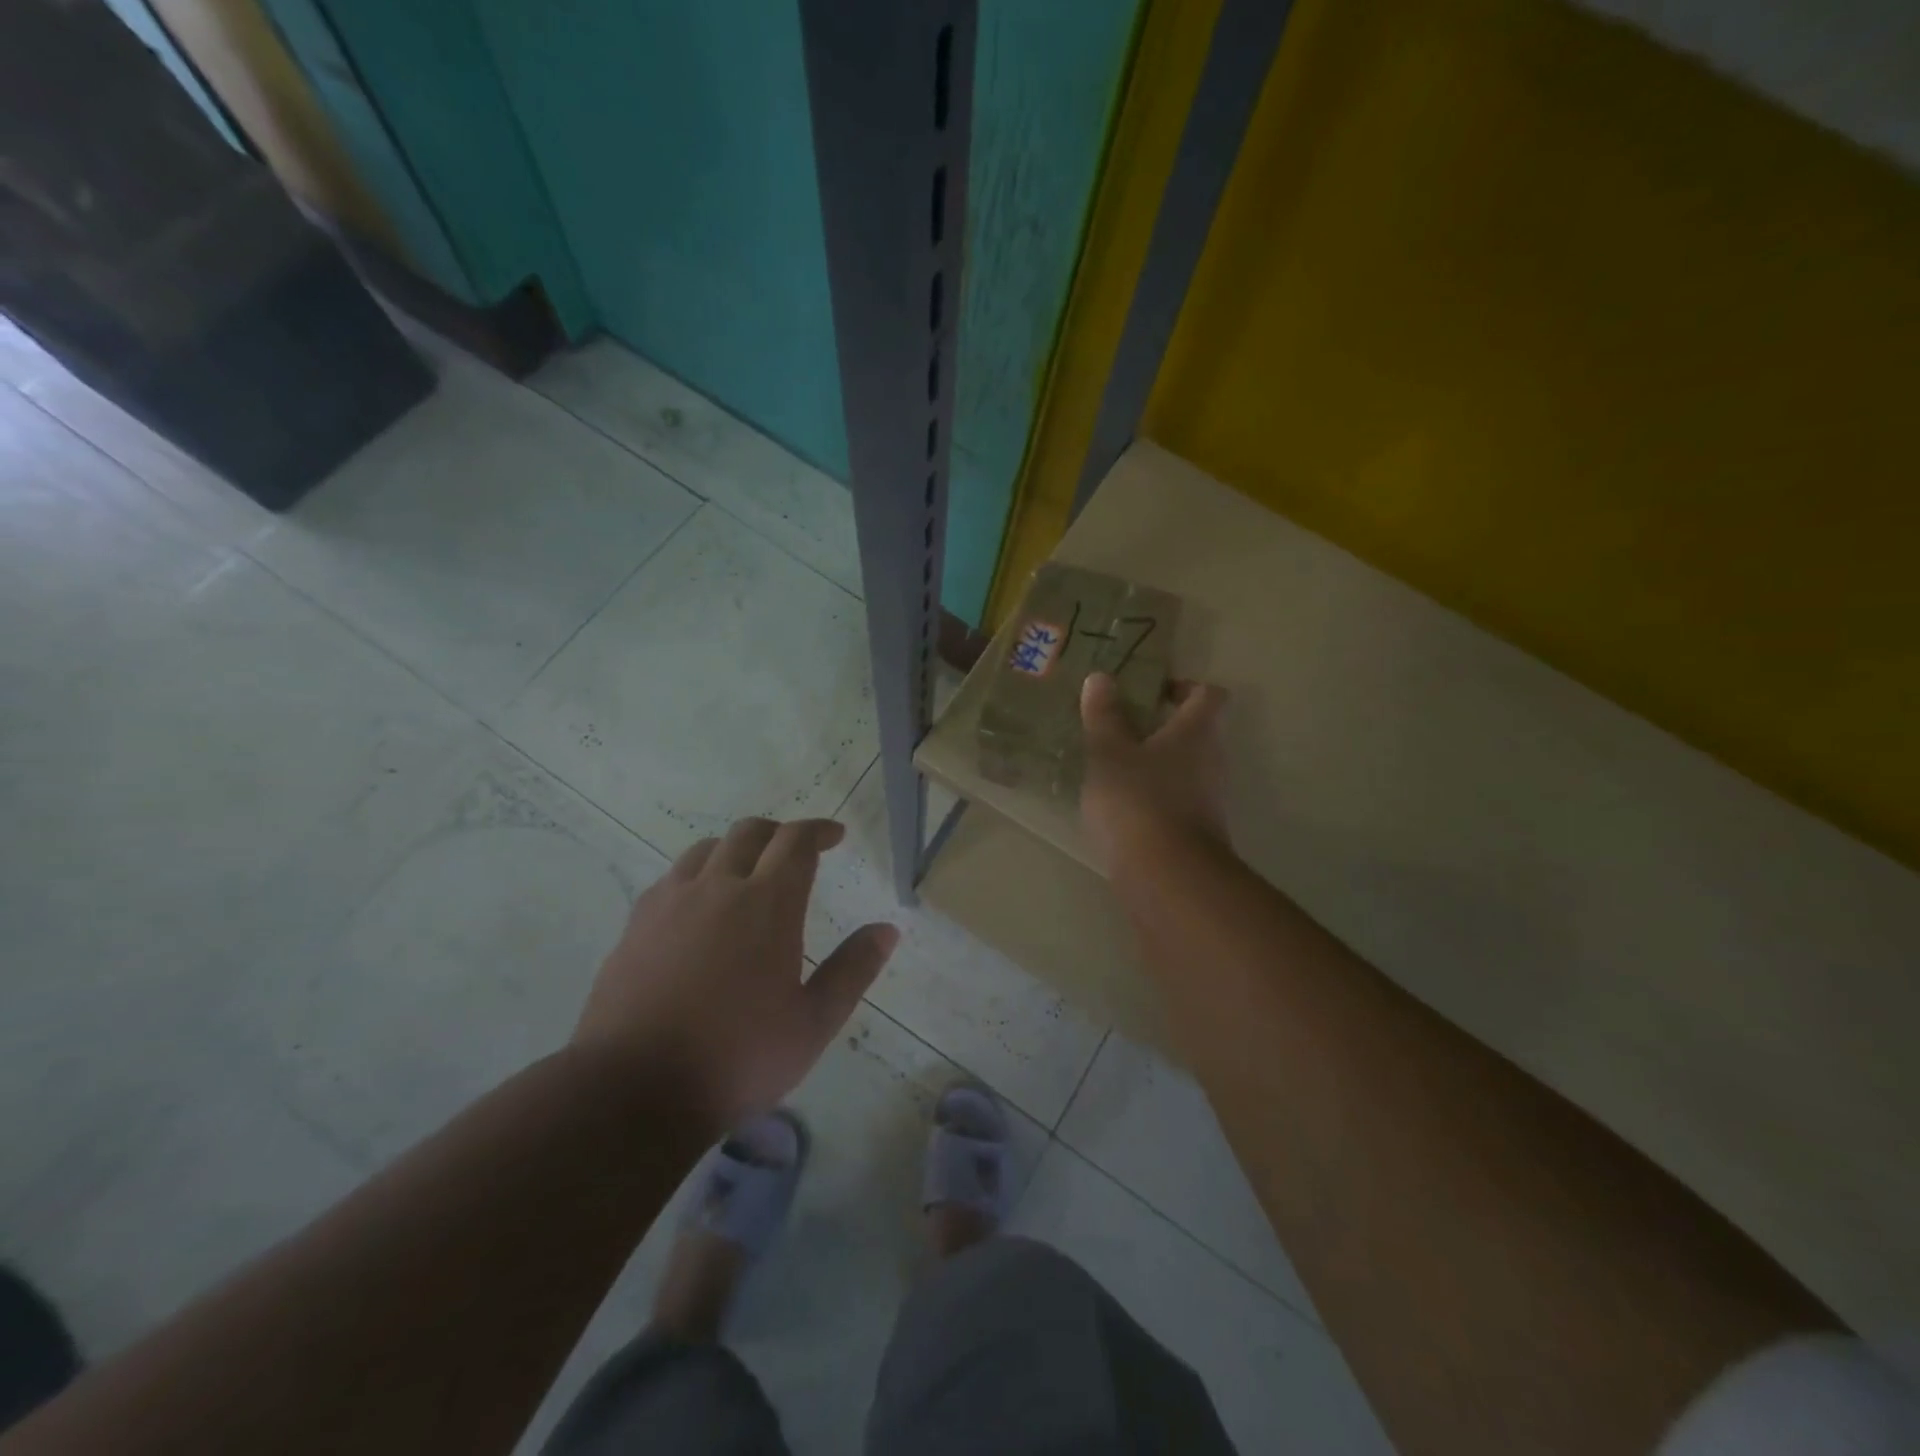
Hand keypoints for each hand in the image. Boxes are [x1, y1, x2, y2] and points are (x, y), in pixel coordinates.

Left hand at [572, 817, 898, 1132]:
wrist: (632, 1090)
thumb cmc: (738, 1058)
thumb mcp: (813, 1023)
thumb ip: (853, 970)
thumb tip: (887, 930)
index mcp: (767, 903)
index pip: (796, 841)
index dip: (818, 830)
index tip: (834, 836)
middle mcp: (718, 887)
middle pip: (750, 833)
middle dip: (779, 833)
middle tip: (796, 852)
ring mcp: (670, 902)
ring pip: (706, 850)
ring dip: (735, 850)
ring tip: (747, 875)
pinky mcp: (635, 925)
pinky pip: (672, 879)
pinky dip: (697, 877)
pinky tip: (699, 909)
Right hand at [1080, 672, 1230, 872]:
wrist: (1166, 876)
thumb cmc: (1137, 800)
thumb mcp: (1109, 753)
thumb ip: (1104, 716)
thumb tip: (1101, 677)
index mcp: (1197, 732)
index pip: (1209, 695)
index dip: (1185, 687)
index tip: (1152, 692)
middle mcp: (1212, 761)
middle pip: (1196, 733)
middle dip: (1161, 728)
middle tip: (1120, 729)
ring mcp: (1208, 800)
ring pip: (1184, 769)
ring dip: (1155, 765)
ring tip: (1112, 768)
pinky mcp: (1196, 834)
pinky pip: (1176, 802)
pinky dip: (1153, 798)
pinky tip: (1119, 807)